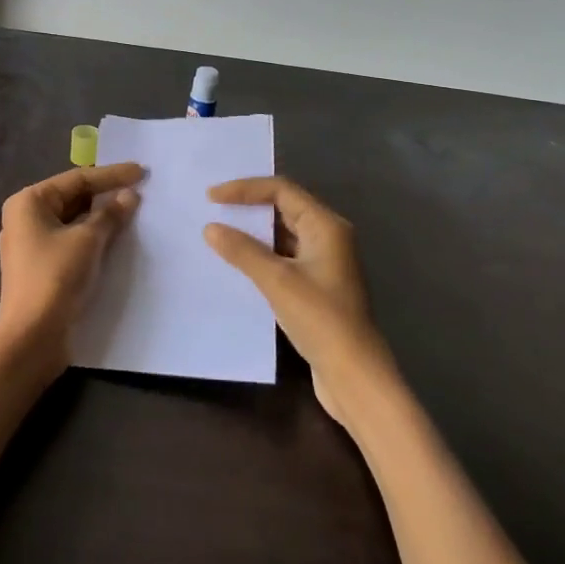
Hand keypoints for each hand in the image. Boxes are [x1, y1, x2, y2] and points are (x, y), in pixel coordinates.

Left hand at [0, 162, 142, 371]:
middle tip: (140, 190)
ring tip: (133, 210)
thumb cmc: (55, 277)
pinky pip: (71, 241)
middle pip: (73, 198)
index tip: (141, 172)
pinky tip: (116, 237)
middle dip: (106, 195)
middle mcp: (25, 218)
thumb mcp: (88, 241)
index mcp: (29, 202)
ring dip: (101, 217)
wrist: (32, 337)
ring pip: (73, 221)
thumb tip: (129, 196)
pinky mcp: (40, 267)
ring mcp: (31, 244)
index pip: (77, 180)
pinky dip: (92, 237)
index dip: (111, 175)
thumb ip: (110, 214)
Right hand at [204, 176, 395, 426]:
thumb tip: (211, 228)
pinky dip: (261, 254)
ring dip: (253, 232)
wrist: (354, 374)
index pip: (282, 190)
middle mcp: (329, 236)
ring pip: (283, 234)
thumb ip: (243, 251)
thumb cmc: (320, 319)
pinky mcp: (317, 285)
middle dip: (248, 206)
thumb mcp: (277, 281)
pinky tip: (237, 264)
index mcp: (326, 226)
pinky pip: (284, 256)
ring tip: (219, 232)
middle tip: (212, 209)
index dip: (245, 189)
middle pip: (284, 207)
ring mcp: (325, 262)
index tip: (212, 197)